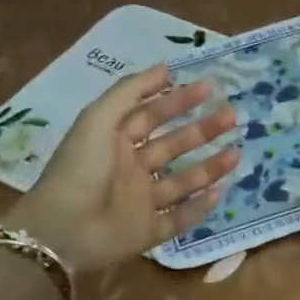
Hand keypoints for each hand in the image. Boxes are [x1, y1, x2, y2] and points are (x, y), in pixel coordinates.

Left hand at [4, 65, 240, 272]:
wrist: (62, 230)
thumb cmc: (81, 169)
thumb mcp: (98, 119)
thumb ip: (130, 91)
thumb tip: (165, 67)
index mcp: (115, 142)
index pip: (151, 115)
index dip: (177, 100)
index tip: (208, 87)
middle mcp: (130, 169)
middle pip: (173, 146)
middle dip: (202, 130)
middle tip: (231, 117)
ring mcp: (140, 202)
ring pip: (182, 181)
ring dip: (209, 167)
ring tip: (237, 153)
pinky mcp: (148, 232)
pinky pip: (179, 218)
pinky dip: (199, 208)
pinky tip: (219, 193)